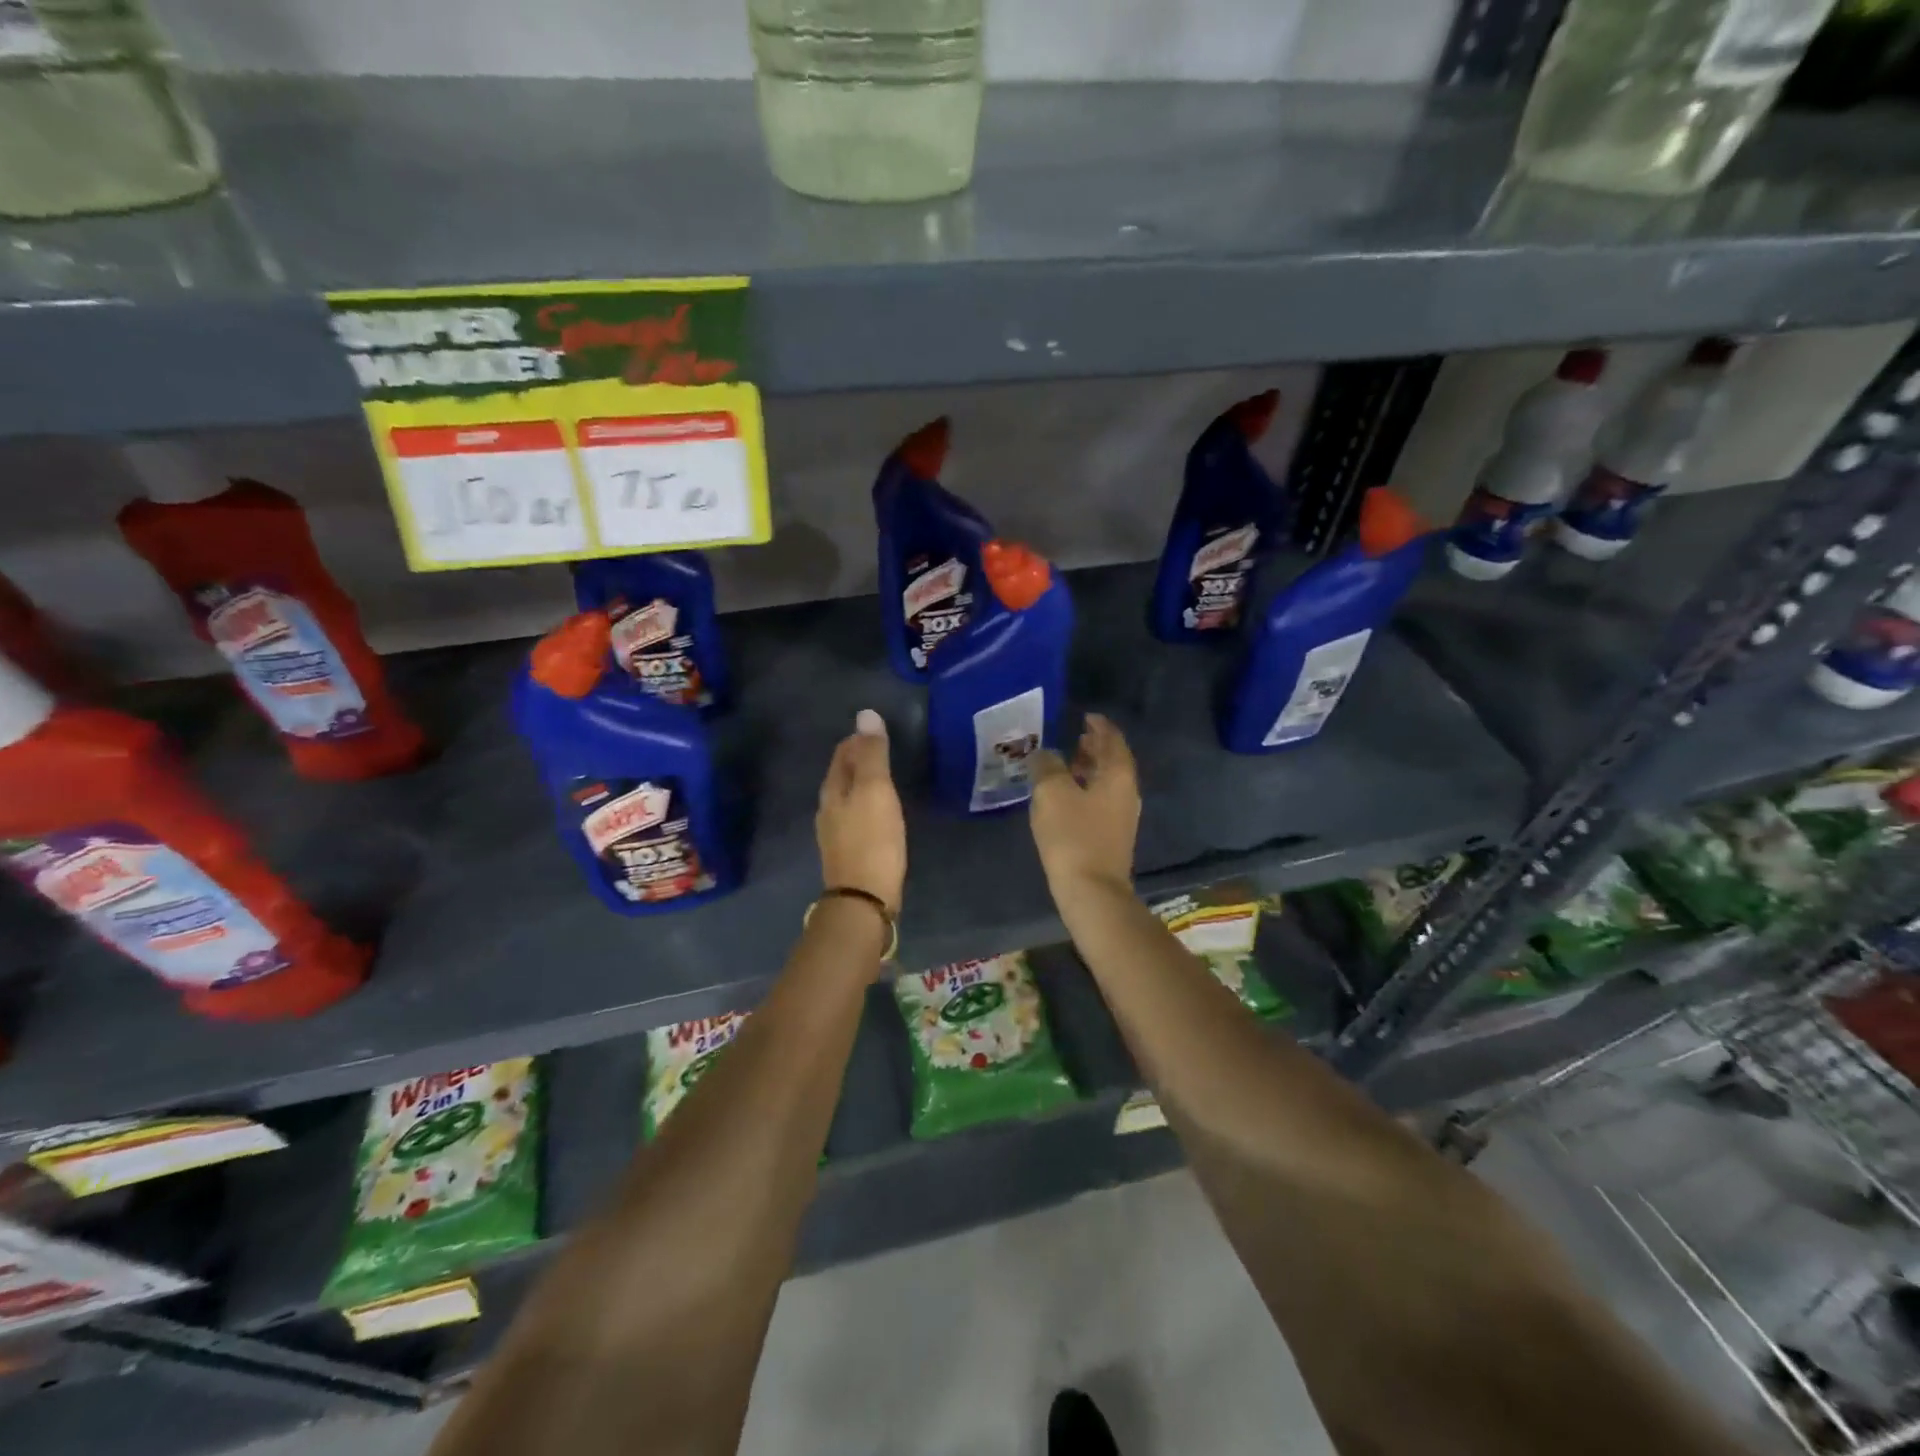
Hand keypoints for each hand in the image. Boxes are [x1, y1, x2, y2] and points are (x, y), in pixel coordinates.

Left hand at [816, 709, 906, 912]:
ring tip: (883, 779)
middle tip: (882, 750)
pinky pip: (855, 818)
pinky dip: (866, 807)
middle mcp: (828, 809)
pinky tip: (880, 814)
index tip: (876, 731)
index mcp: (832, 790)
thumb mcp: (875, 790)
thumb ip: (872, 755)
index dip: (857, 740)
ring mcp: (835, 833)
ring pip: (847, 798)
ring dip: (862, 784)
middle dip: (858, 760)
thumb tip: (866, 715)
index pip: (842, 754)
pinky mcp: (848, 853)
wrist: (864, 899)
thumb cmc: (872, 839)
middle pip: (841, 775)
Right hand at [1028, 713, 1139, 898]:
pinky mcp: (1112, 836)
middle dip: (1095, 747)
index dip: (1100, 726)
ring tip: (1066, 764)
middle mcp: (1126, 792)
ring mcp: (1122, 816)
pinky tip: (1066, 796)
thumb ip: (1047, 766)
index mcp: (1118, 775)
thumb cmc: (1073, 835)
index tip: (1086, 716)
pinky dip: (1086, 789)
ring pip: (1107, 782)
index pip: (1113, 740)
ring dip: (1089, 769)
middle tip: (1074, 737)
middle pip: (1113, 761)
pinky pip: (1101, 801)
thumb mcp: (1052, 792)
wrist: (1091, 891)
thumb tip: (1045, 754)